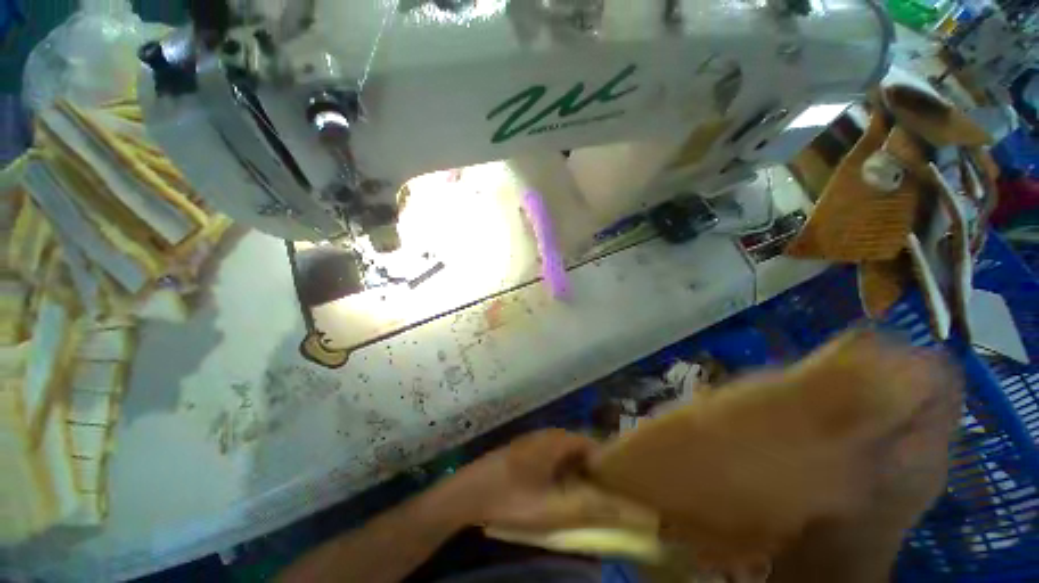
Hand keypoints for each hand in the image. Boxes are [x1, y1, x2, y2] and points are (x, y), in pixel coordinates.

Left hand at [436, 429, 629, 531]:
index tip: (618, 485)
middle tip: (604, 493)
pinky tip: (558, 490)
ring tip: (584, 495)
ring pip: (564, 453)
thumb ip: (590, 506)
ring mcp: (533, 441)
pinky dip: (561, 472)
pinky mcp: (524, 451)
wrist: (470, 492)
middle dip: (593, 469)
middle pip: (579, 448)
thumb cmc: (513, 497)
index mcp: (557, 440)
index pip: (592, 444)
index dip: (607, 463)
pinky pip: (551, 457)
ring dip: (576, 471)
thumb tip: (625, 508)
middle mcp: (547, 435)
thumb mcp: (553, 507)